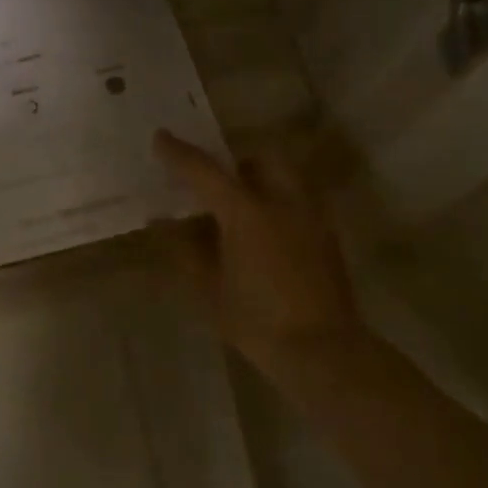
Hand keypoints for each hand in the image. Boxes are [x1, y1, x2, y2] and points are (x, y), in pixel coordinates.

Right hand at [152, 131, 364, 385]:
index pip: (205, 170)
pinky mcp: (327, 235)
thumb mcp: (209, 287)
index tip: (160, 137)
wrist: (323, 351)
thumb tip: (161, 221)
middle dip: (237, 161)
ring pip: (285, 177)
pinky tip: (264, 234)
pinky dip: (277, 203)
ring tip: (239, 208)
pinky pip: (298, 201)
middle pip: (261, 157)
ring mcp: (310, 216)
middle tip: (215, 183)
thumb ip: (184, 248)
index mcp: (246, 211)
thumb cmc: (256, 319)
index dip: (179, 153)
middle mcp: (282, 201)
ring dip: (260, 181)